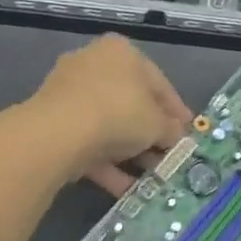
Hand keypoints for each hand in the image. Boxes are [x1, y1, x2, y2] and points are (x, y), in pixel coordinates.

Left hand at [30, 34, 191, 196]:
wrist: (60, 132)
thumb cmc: (120, 112)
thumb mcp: (158, 124)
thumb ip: (171, 130)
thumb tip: (176, 136)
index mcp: (122, 52)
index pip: (158, 83)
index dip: (176, 111)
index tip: (188, 132)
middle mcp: (93, 64)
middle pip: (131, 104)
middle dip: (151, 134)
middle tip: (168, 156)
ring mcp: (69, 93)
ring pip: (108, 126)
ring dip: (130, 153)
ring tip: (150, 177)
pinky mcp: (53, 122)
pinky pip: (88, 142)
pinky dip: (107, 164)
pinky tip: (127, 188)